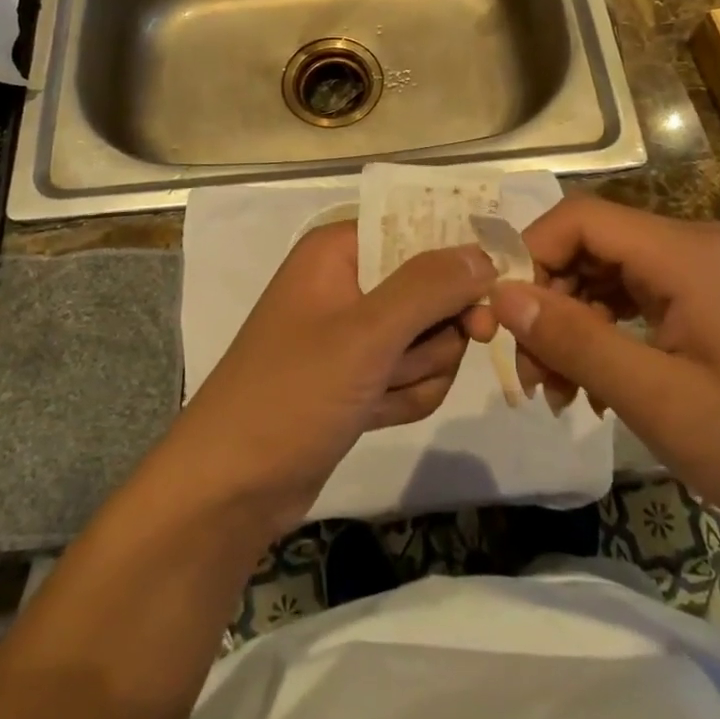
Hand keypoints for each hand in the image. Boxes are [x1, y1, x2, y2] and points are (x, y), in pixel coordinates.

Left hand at [167, 221, 496, 539]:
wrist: (230, 490)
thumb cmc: (291, 394)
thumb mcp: (365, 335)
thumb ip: (429, 287)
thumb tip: (484, 253)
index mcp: (339, 249)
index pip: (418, 228)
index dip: (456, 259)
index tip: (488, 294)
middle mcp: (349, 280)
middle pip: (432, 286)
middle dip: (434, 333)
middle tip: (414, 358)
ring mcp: (355, 331)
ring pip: (430, 336)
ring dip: (418, 371)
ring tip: (377, 393)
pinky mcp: (360, 376)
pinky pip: (413, 372)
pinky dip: (405, 396)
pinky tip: (375, 414)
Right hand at [491, 196, 719, 552]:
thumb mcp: (657, 400)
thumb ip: (576, 341)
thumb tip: (502, 297)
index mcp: (685, 253)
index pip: (581, 218)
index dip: (533, 255)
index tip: (509, 318)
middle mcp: (692, 244)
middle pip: (591, 244)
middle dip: (550, 300)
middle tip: (534, 372)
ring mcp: (703, 270)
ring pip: (607, 271)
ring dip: (573, 322)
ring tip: (560, 389)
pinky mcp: (707, 298)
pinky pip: (635, 294)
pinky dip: (605, 330)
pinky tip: (595, 383)